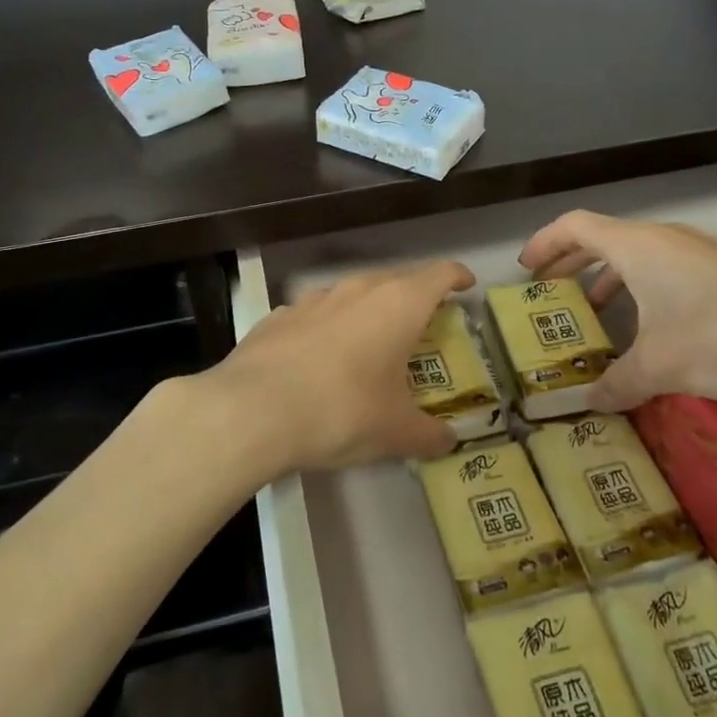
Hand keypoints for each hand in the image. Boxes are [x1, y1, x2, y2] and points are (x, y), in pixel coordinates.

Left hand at [192, 260, 475, 478]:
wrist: (250, 411)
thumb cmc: (341, 412)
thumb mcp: (395, 432)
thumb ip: (428, 435)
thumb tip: (448, 441)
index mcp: (398, 305)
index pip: (439, 275)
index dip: (456, 277)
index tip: (465, 285)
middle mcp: (357, 290)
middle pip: (396, 279)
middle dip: (414, 296)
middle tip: (424, 322)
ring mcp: (313, 300)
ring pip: (352, 294)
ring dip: (368, 311)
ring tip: (371, 341)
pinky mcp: (277, 316)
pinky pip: (315, 315)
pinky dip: (327, 328)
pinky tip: (319, 358)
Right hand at [518, 210, 716, 408]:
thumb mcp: (661, 366)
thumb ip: (617, 383)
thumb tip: (588, 403)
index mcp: (638, 248)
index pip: (575, 226)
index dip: (545, 243)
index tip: (526, 268)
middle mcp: (666, 239)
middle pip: (604, 238)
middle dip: (572, 262)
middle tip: (550, 290)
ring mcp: (701, 251)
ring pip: (639, 255)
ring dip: (610, 278)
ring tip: (598, 312)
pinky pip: (668, 269)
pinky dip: (644, 288)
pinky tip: (654, 327)